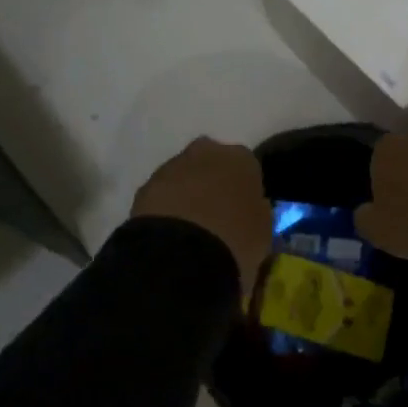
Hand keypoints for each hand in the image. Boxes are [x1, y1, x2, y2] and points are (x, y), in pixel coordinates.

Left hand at [132, 137, 272, 287]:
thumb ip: (257, 212)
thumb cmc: (235, 240)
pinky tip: (170, 235)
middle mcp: (206, 151)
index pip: (247, 167)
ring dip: (186, 195)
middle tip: (215, 216)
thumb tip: (250, 210)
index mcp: (241, 158)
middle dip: (212, 183)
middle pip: (212, 163)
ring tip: (189, 230)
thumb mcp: (263, 230)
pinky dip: (166, 210)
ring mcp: (171, 166)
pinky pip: (162, 196)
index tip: (243, 212)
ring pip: (184, 177)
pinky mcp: (144, 187)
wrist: (180, 255)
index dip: (244, 190)